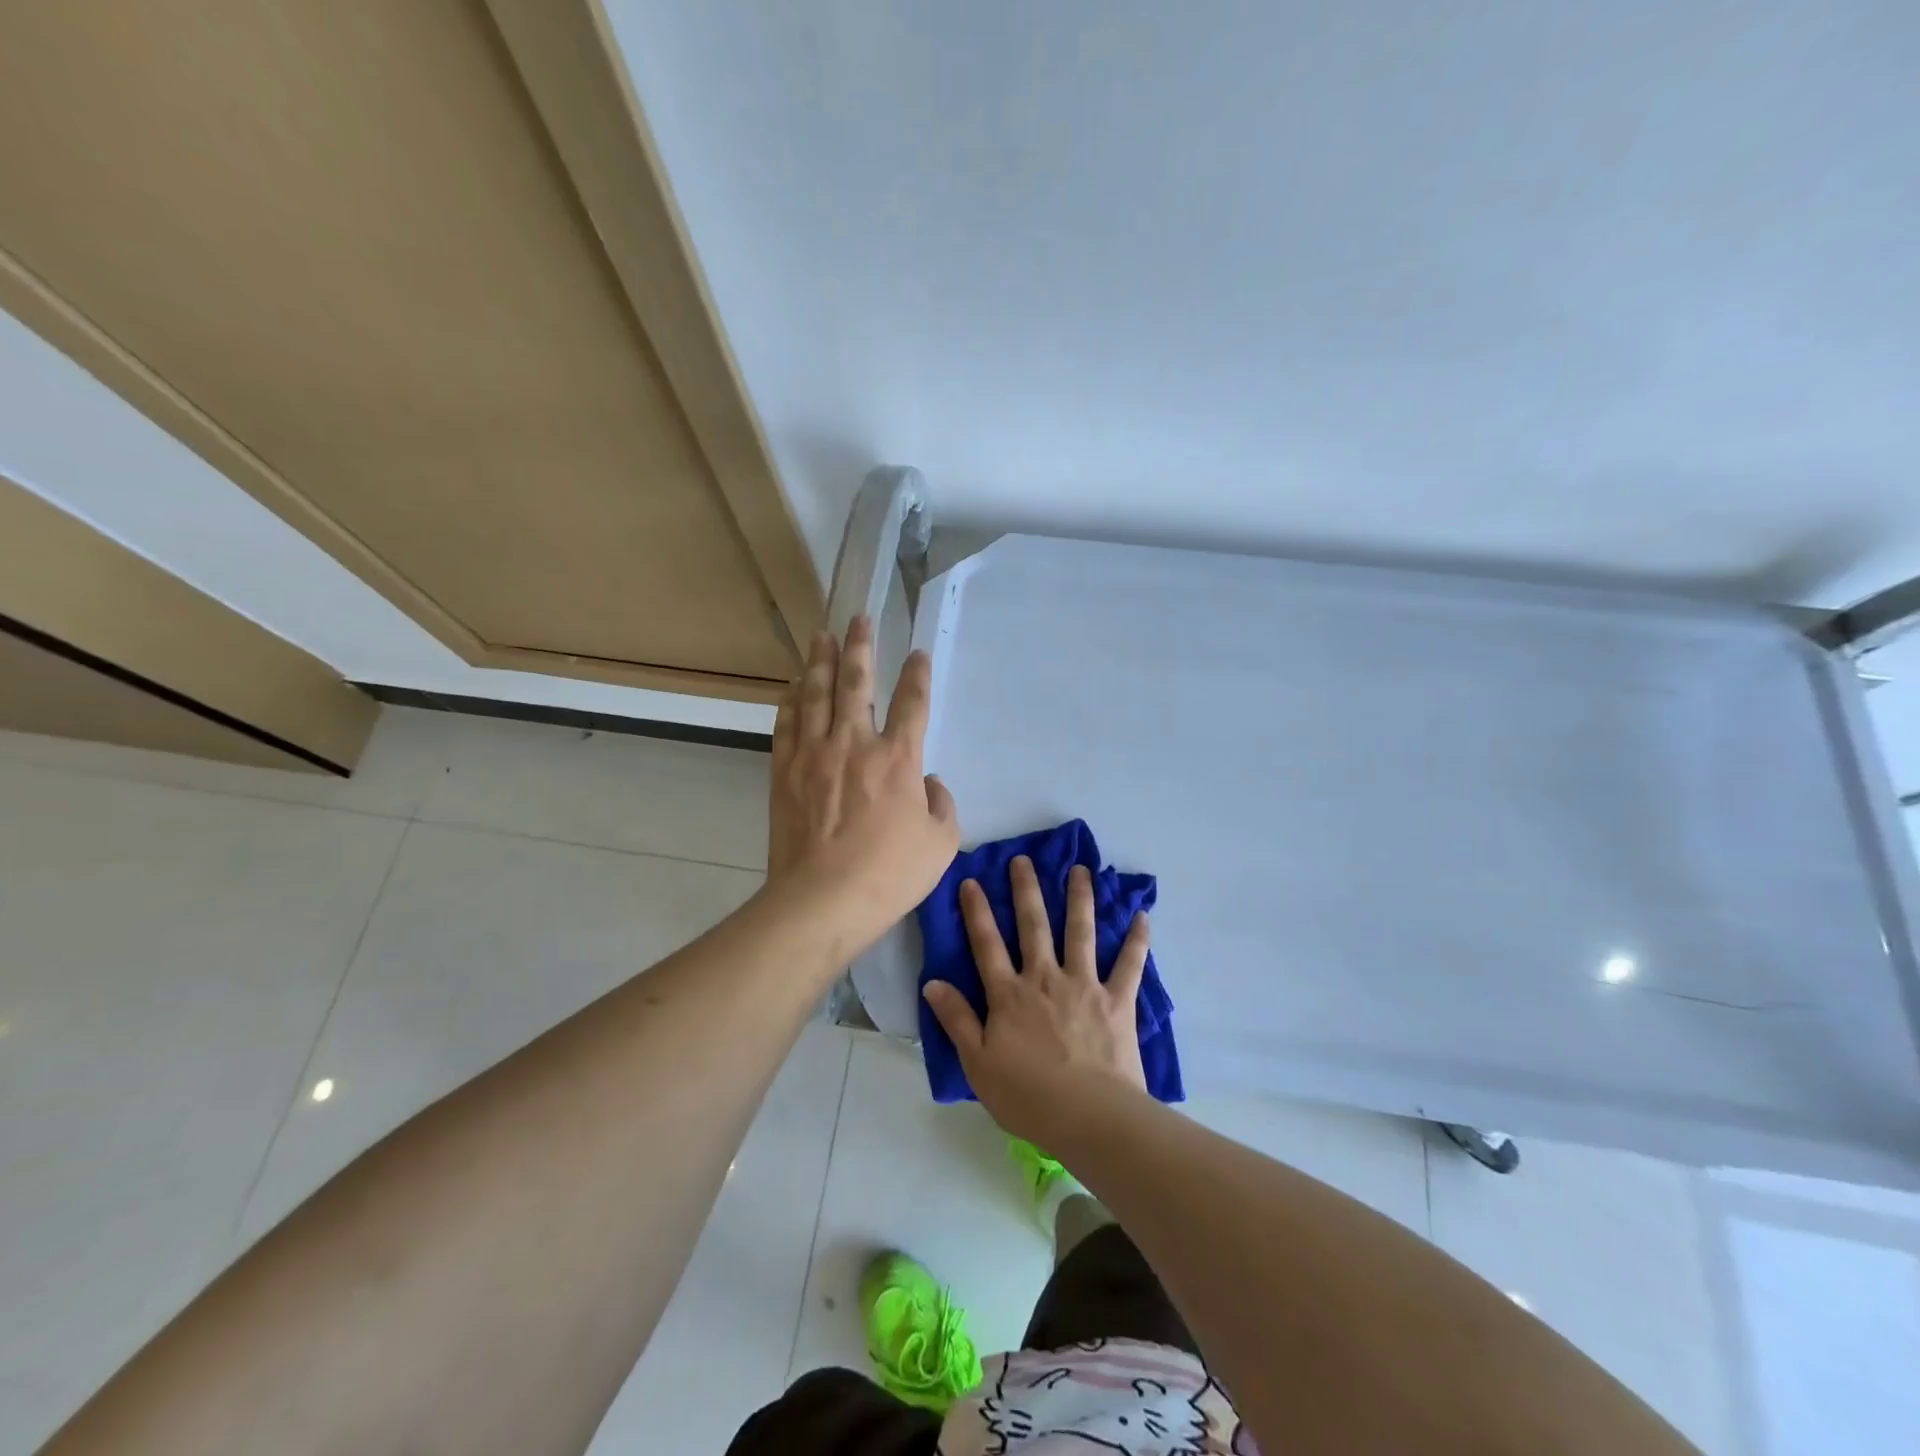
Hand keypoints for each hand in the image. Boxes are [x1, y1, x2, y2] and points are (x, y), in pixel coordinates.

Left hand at [767, 615, 958, 954]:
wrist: (821, 900)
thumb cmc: (889, 875)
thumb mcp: (941, 844)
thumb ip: (942, 805)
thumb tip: (929, 783)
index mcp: (897, 758)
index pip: (913, 703)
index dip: (918, 674)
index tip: (918, 653)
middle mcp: (854, 743)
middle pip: (857, 683)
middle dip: (861, 647)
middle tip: (860, 619)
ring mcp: (814, 754)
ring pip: (817, 694)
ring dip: (821, 660)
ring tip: (823, 635)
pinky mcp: (785, 771)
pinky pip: (787, 723)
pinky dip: (792, 699)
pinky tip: (795, 685)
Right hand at [923, 856, 1150, 1144]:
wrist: (1090, 1116)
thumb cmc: (1028, 1096)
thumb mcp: (978, 1063)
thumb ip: (956, 1019)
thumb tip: (932, 982)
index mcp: (1009, 994)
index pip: (986, 944)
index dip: (977, 911)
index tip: (971, 880)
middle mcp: (1045, 978)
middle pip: (1033, 926)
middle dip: (1026, 890)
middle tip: (1023, 860)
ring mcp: (1084, 985)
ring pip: (1080, 932)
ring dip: (1079, 898)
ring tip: (1080, 870)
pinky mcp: (1118, 1000)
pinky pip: (1130, 964)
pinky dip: (1137, 939)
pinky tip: (1142, 916)